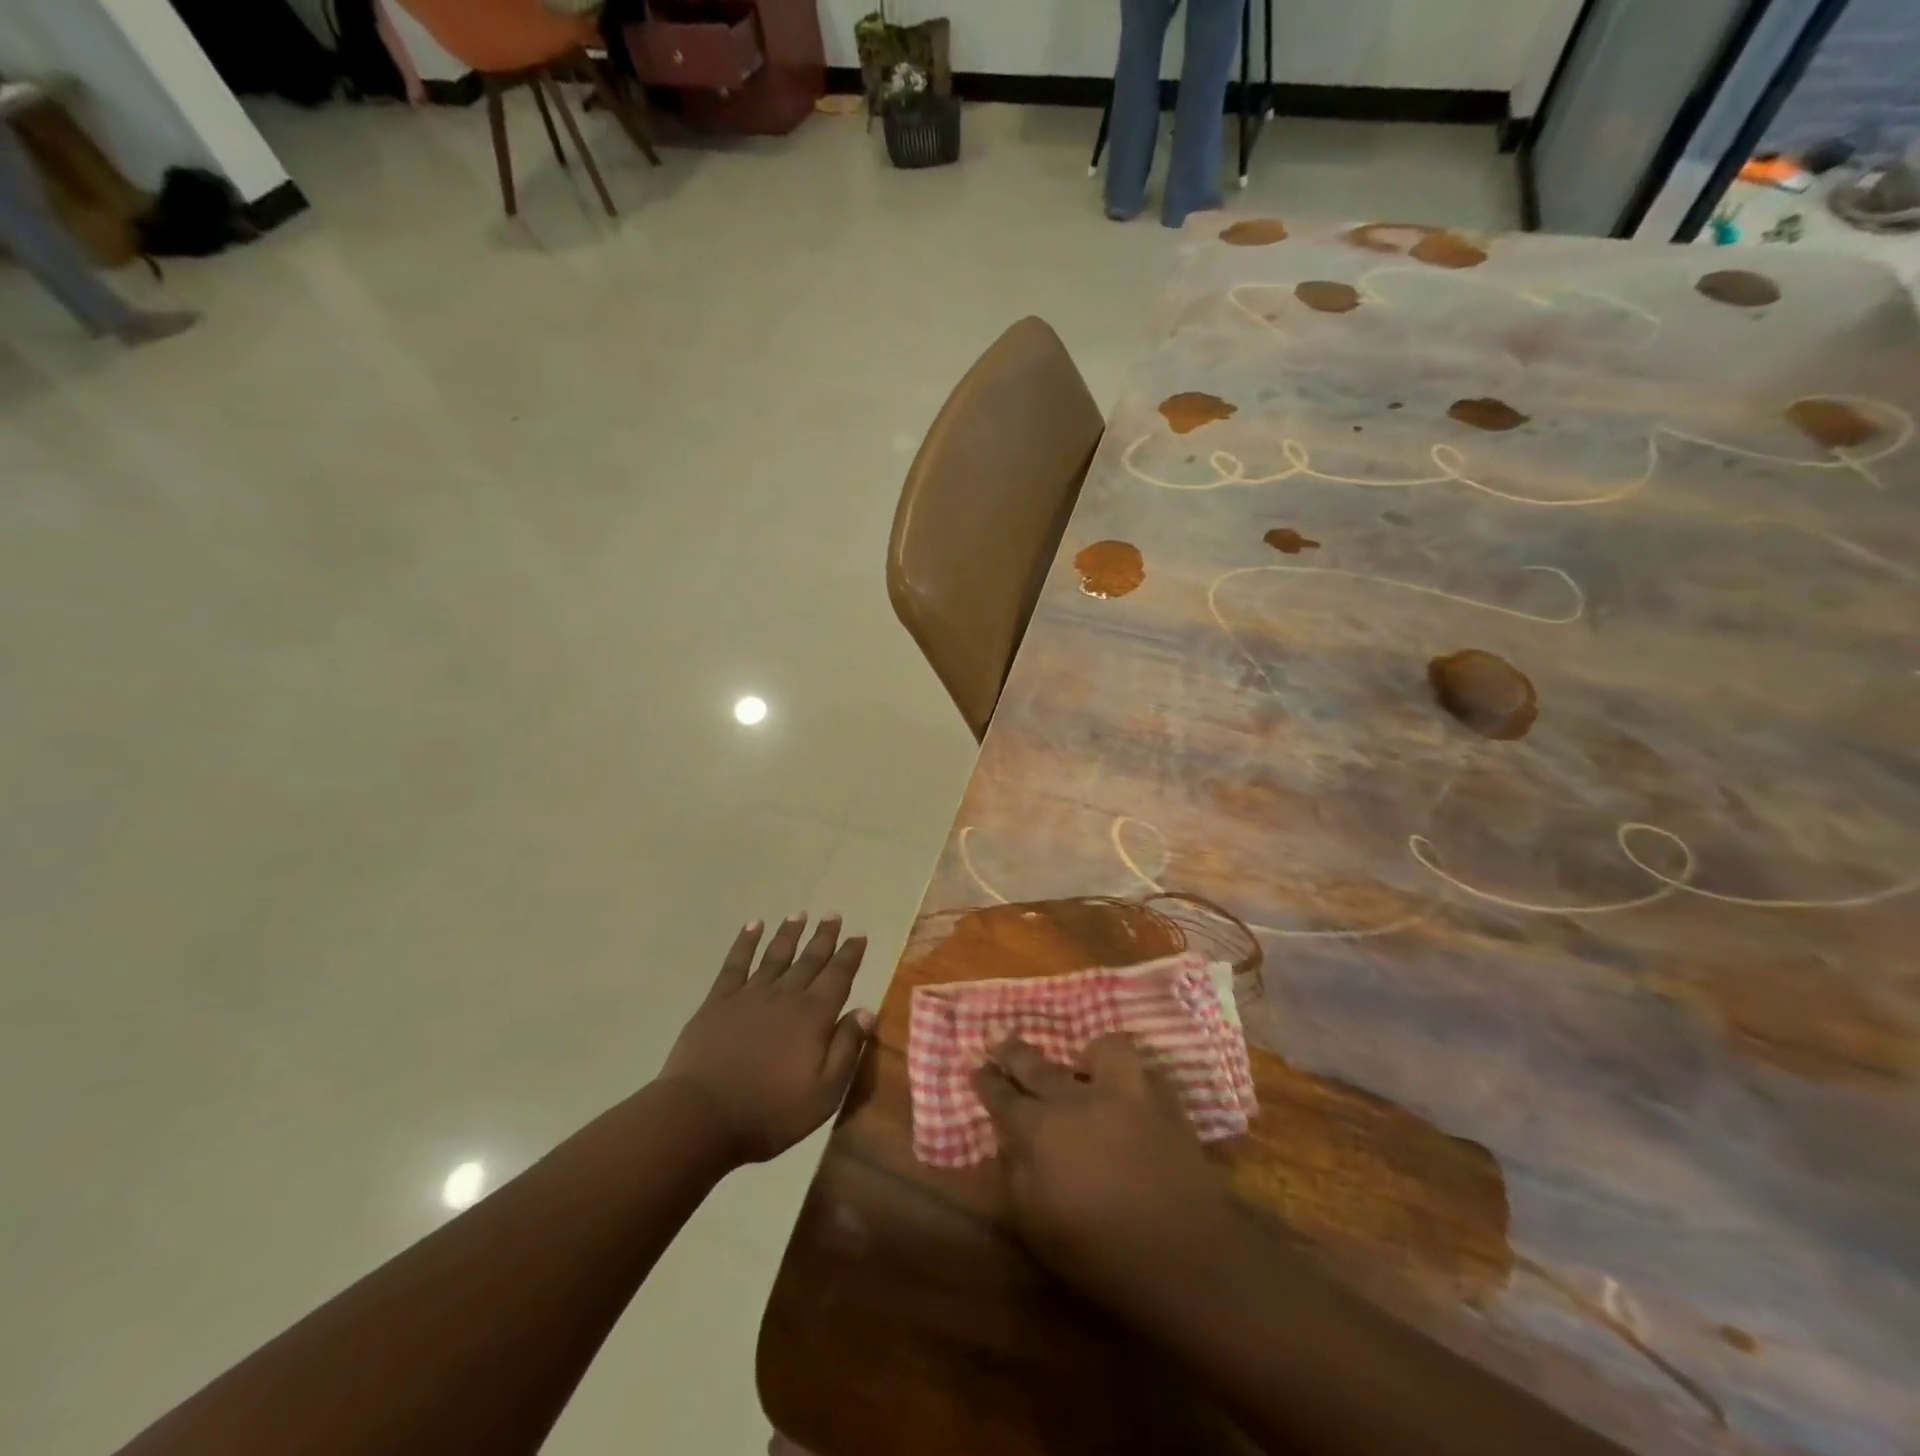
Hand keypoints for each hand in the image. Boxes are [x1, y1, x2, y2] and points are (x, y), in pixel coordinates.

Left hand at [658, 916, 872, 1164]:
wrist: (700, 1118)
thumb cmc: (769, 1112)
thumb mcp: (824, 1094)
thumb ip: (847, 1049)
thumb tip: (866, 1011)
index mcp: (813, 1016)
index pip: (838, 976)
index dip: (850, 954)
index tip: (858, 935)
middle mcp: (785, 996)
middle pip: (809, 960)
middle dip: (823, 937)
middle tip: (832, 915)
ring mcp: (749, 996)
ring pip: (775, 955)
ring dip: (789, 933)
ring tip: (798, 914)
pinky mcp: (718, 1002)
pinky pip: (736, 963)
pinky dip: (745, 942)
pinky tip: (752, 926)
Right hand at [974, 1034, 1237, 1299]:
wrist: (1182, 1255)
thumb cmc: (1099, 1253)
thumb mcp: (1035, 1227)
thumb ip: (1014, 1176)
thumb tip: (1007, 1144)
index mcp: (1038, 1130)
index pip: (1002, 1096)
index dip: (986, 1081)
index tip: (976, 1067)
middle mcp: (1075, 1099)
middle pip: (1036, 1064)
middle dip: (1013, 1051)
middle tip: (998, 1038)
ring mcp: (1122, 1092)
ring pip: (1101, 1049)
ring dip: (1088, 1056)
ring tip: (1085, 1063)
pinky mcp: (1162, 1100)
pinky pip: (1145, 1071)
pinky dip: (1134, 1078)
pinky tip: (1132, 1090)